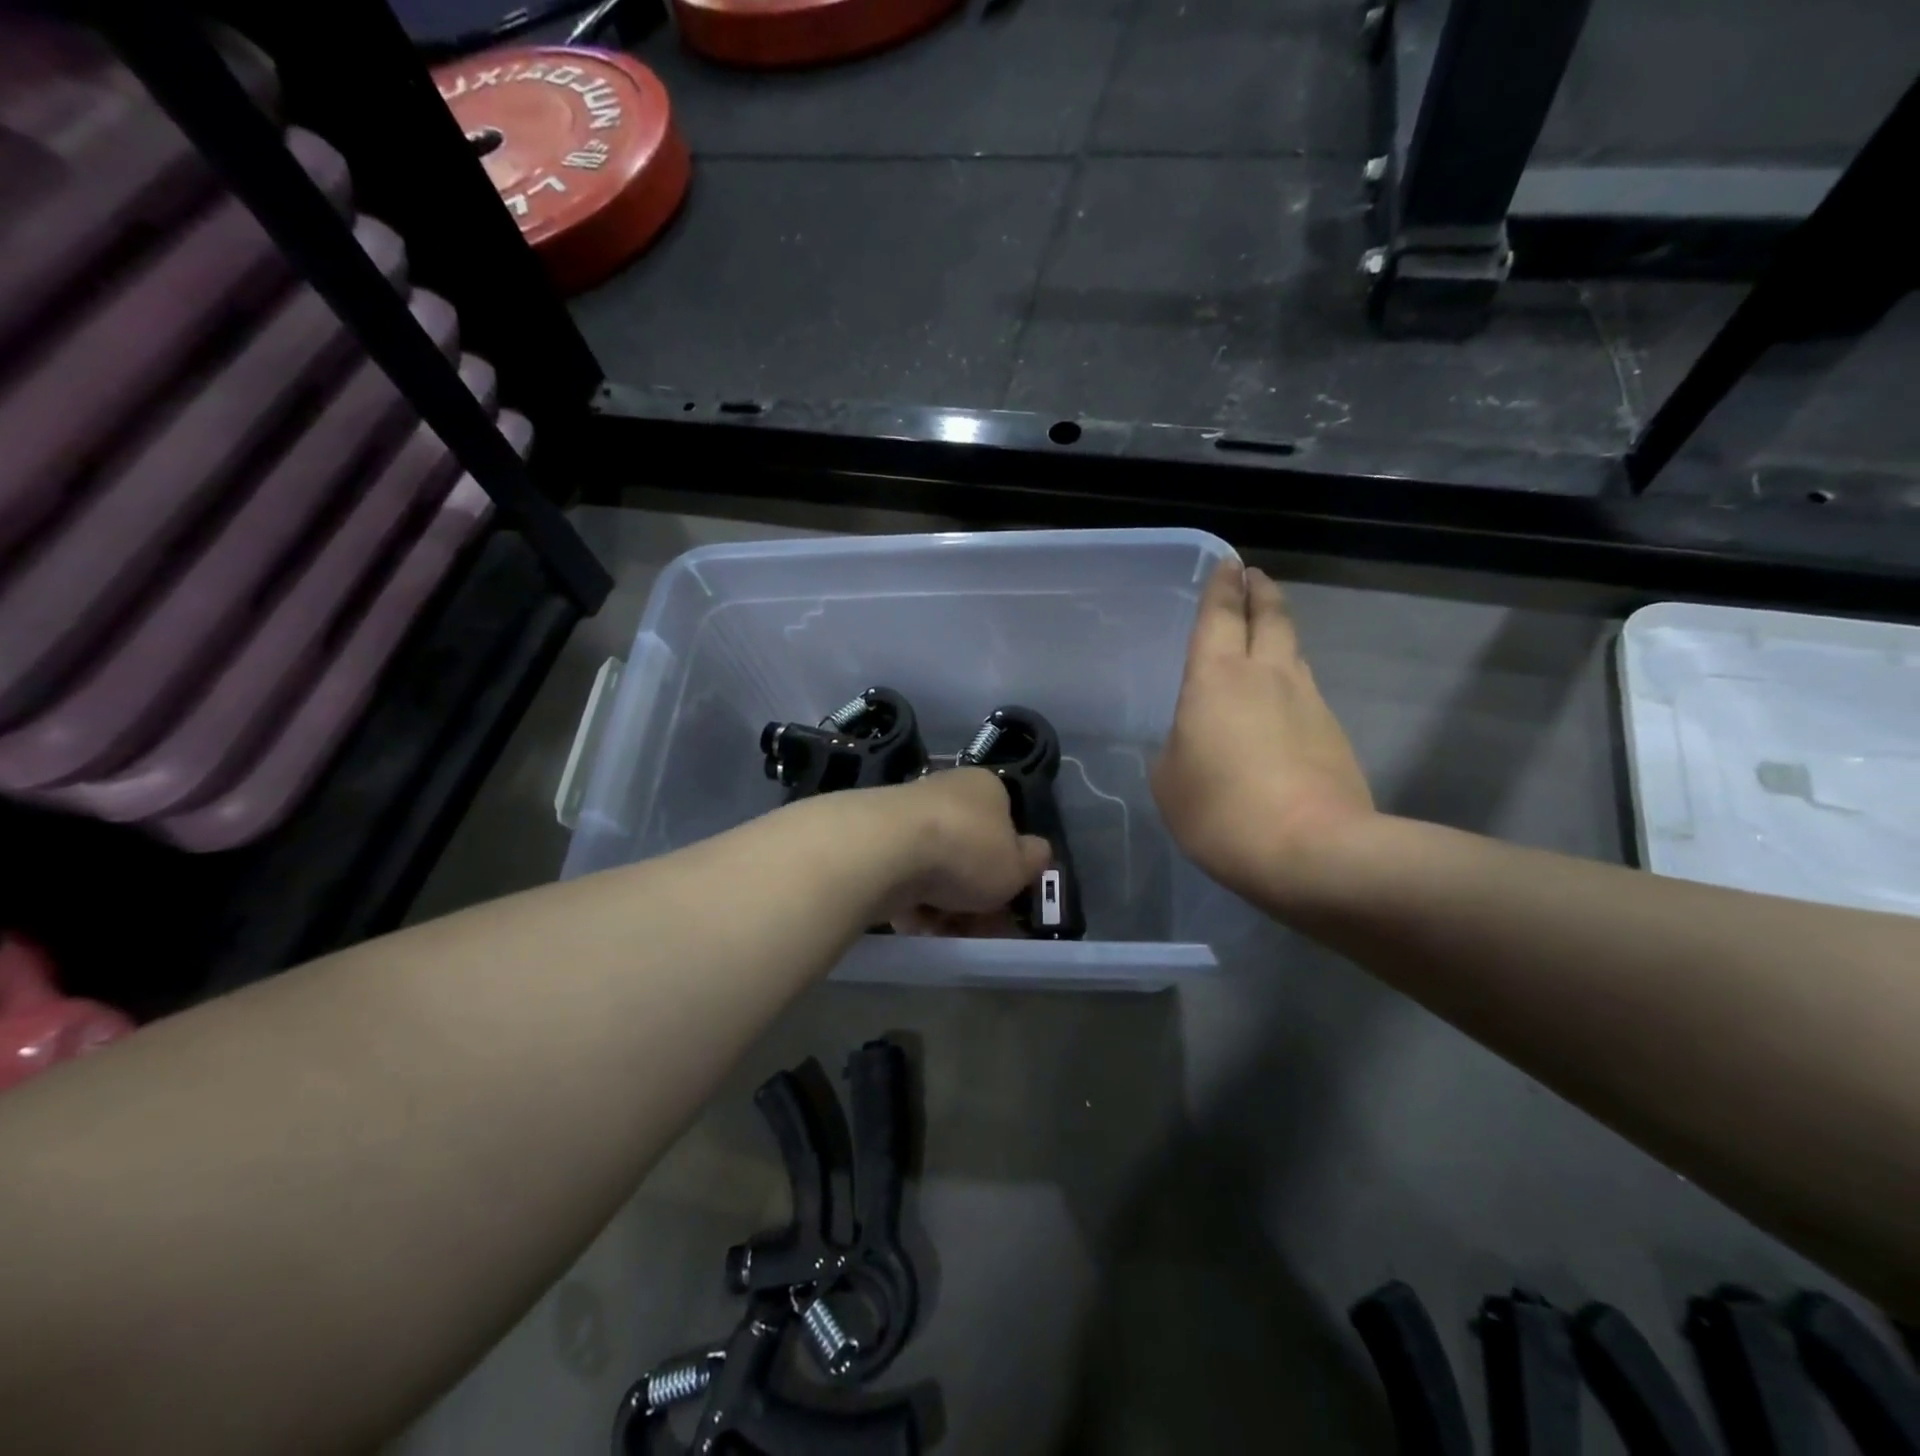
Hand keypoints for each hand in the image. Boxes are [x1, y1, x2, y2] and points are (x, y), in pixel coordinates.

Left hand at [870, 768, 1050, 933]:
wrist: (885, 849)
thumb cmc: (966, 850)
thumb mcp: (1018, 865)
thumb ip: (1034, 860)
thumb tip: (1037, 852)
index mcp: (984, 787)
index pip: (1005, 824)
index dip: (1009, 866)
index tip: (1008, 901)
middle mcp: (945, 792)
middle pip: (968, 851)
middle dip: (975, 894)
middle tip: (978, 927)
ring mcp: (906, 815)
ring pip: (935, 868)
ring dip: (943, 904)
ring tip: (944, 931)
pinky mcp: (874, 840)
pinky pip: (902, 877)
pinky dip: (910, 902)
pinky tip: (913, 923)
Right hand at [1152, 560, 1371, 898]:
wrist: (1313, 852)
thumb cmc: (1221, 810)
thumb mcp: (1170, 781)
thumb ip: (1177, 748)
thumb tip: (1193, 740)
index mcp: (1216, 678)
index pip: (1220, 615)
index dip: (1222, 586)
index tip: (1228, 563)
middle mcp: (1267, 675)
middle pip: (1269, 617)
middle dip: (1260, 592)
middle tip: (1254, 576)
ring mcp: (1309, 702)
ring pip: (1293, 652)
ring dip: (1279, 635)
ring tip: (1267, 636)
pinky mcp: (1335, 734)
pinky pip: (1307, 694)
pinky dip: (1292, 686)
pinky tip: (1282, 707)